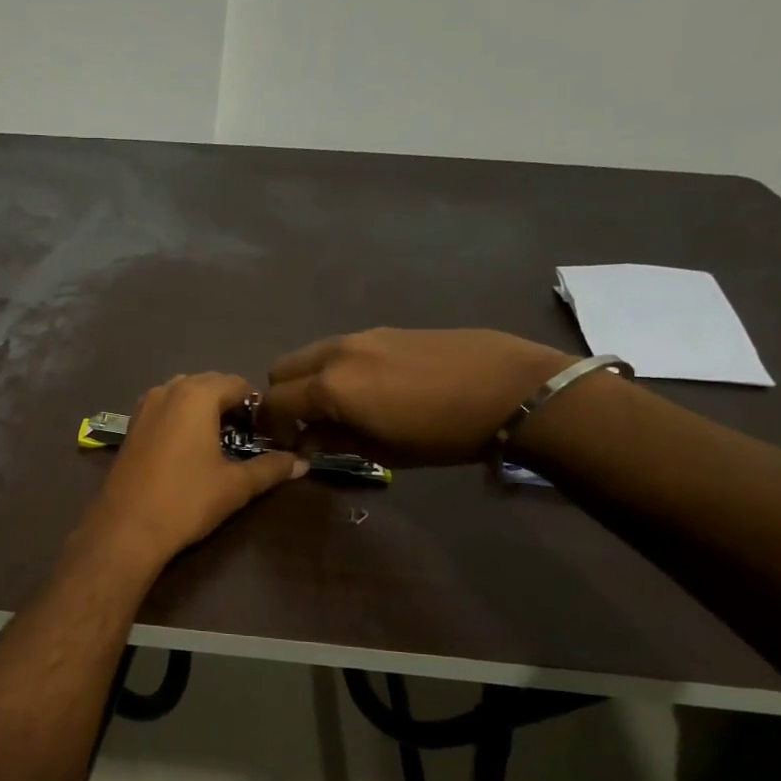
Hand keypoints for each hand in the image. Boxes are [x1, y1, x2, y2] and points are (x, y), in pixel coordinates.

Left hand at [82, 373, 305, 569]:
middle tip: (249, 438)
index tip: (271, 432)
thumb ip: (271, 467)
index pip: (239, 384)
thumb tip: (302, 462)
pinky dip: (183, 417)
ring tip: (222, 442)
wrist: (126, 527)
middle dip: (232, 405)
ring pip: (185, 394)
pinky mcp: (132, 424)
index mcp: (196, 394)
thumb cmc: (186, 500)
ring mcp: (145, 405)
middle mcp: (169, 389)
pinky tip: (191, 448)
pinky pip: (166, 408)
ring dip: (206, 410)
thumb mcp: (235, 485)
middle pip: (211, 384)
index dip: (259, 406)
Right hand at [257, 329, 573, 466]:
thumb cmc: (443, 434)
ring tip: (339, 405)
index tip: (284, 444)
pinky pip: (341, 348)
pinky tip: (372, 387)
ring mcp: (361, 336)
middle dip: (282, 397)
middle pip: (281, 369)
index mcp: (329, 387)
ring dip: (309, 379)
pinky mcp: (386, 330)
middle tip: (305, 423)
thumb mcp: (382, 450)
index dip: (269, 426)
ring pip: (311, 354)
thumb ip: (333, 440)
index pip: (273, 402)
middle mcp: (335, 353)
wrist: (511, 388)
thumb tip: (307, 439)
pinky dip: (337, 367)